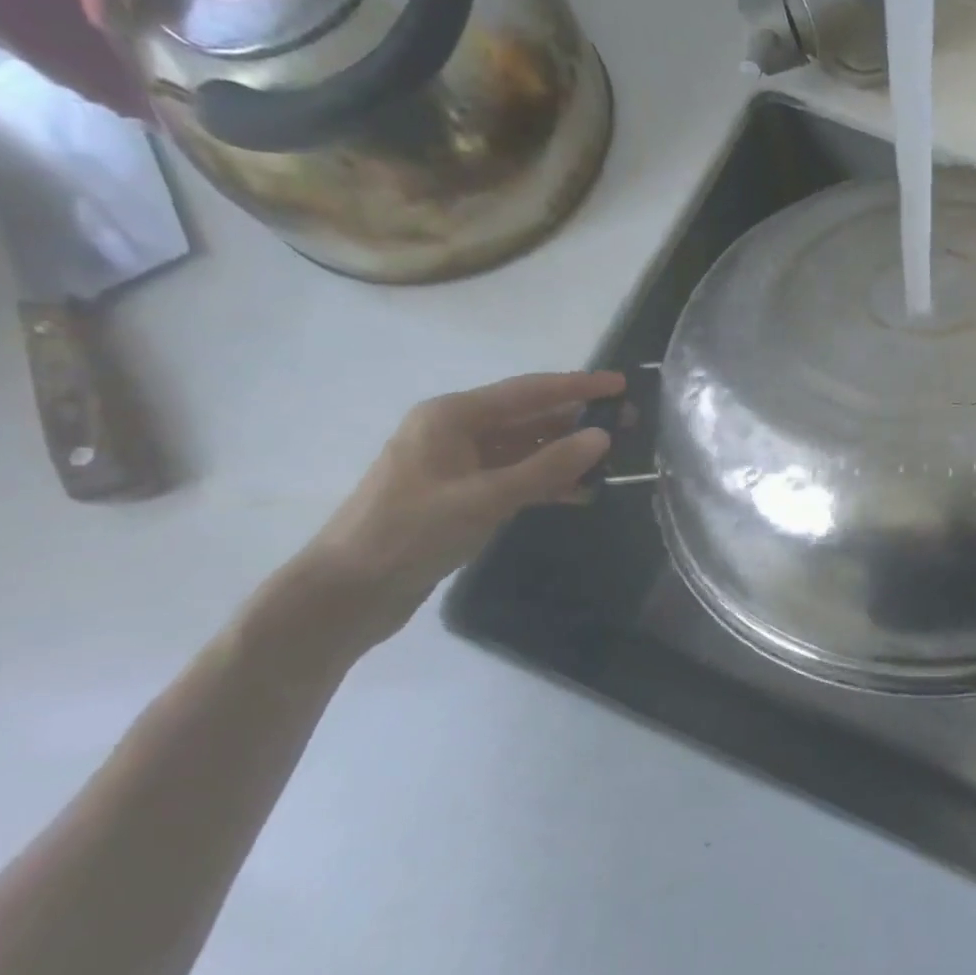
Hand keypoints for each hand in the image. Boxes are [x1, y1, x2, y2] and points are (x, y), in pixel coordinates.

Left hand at [297, 371, 622, 645]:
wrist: (348, 591)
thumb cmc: (411, 533)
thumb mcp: (485, 498)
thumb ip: (547, 467)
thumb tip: (602, 438)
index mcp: (452, 417)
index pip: (529, 392)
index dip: (578, 386)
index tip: (621, 384)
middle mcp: (456, 431)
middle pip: (529, 417)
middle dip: (577, 420)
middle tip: (627, 424)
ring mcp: (459, 464)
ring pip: (526, 449)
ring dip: (566, 454)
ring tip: (613, 459)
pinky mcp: (462, 495)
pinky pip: (516, 477)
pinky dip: (547, 482)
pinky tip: (581, 492)